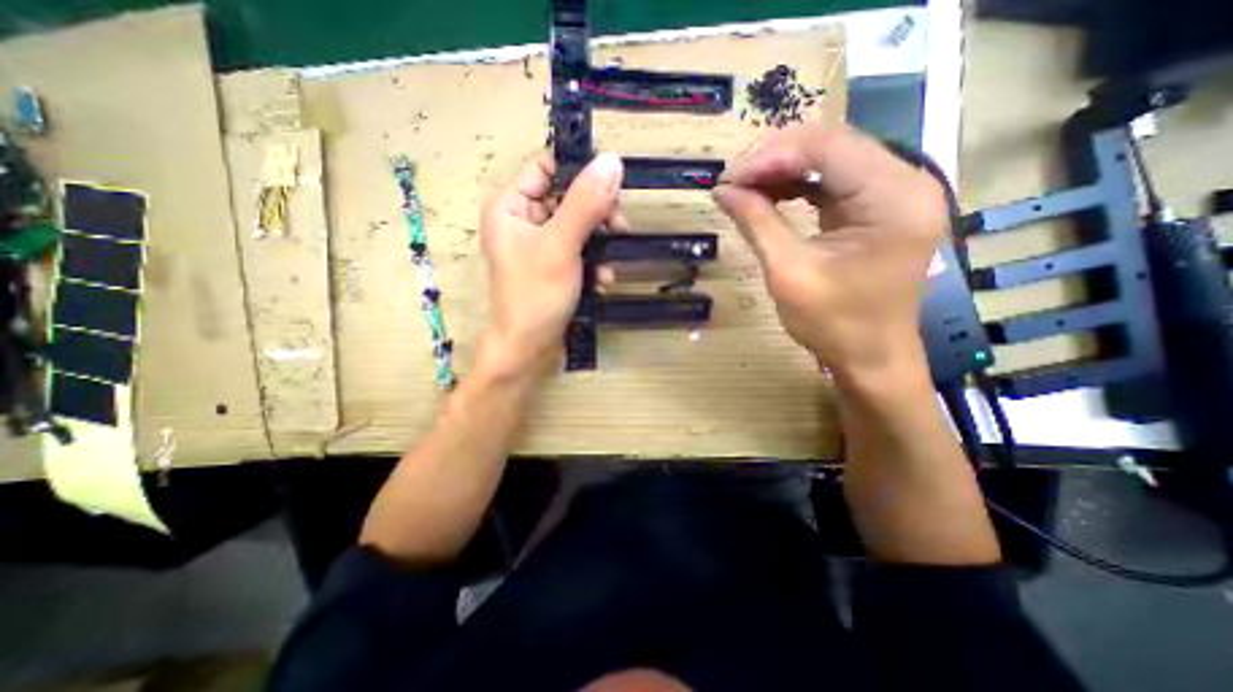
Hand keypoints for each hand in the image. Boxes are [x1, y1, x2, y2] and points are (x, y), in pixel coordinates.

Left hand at [475, 152, 622, 378]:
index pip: (547, 167)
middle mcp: (523, 221)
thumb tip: (612, 160)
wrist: (529, 350)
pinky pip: (580, 251)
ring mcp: (540, 245)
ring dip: (600, 243)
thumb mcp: (561, 245)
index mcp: (511, 206)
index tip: (613, 185)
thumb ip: (585, 203)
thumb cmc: (536, 296)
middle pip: (569, 197)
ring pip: (580, 226)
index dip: (579, 170)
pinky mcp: (554, 266)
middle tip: (619, 227)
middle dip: (597, 214)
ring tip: (609, 265)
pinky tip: (602, 281)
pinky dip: (594, 263)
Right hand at [707, 123, 945, 377]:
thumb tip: (721, 191)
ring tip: (744, 189)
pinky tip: (769, 196)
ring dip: (782, 170)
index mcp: (894, 197)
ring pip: (830, 159)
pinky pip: (833, 181)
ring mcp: (895, 193)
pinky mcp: (879, 207)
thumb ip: (757, 223)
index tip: (727, 180)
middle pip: (832, 145)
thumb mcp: (789, 273)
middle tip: (731, 183)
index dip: (770, 156)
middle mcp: (905, 183)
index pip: (827, 147)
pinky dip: (797, 185)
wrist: (870, 358)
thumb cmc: (834, 324)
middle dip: (774, 159)